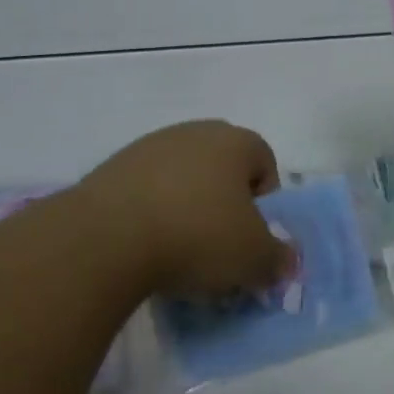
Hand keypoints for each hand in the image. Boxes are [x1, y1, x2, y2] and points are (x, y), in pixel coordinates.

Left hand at [75, 120, 295, 298]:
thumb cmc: (197, 236)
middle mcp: (194, 132)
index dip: (265, 201)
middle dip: (225, 204)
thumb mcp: (253, 259)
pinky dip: (151, 213)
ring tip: (178, 250)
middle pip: (222, 168)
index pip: (265, 162)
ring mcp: (149, 146)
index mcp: (234, 141)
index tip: (252, 235)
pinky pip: (146, 190)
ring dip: (186, 208)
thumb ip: (278, 259)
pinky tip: (144, 245)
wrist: (107, 237)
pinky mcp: (113, 167)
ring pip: (182, 178)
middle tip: (218, 244)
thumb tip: (286, 260)